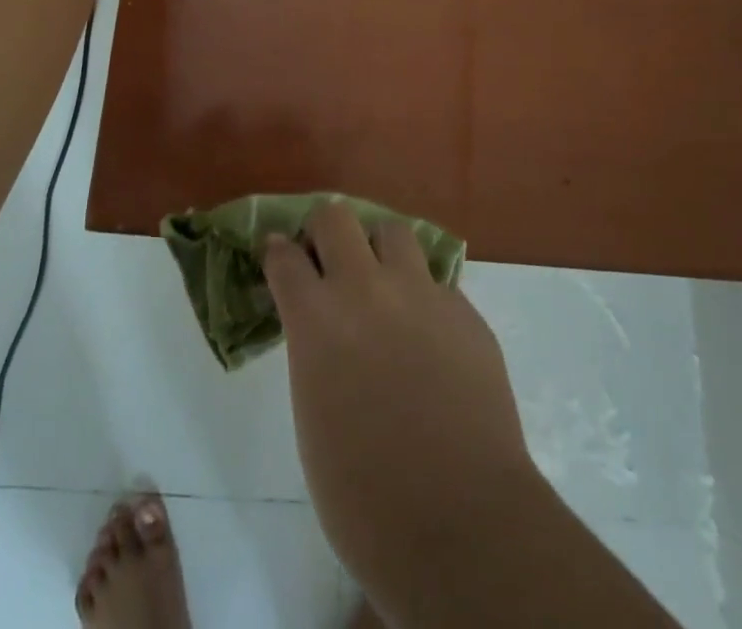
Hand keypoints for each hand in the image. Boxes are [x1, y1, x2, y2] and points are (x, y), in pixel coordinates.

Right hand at [263, 203, 538, 603]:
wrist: (461, 523)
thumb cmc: (363, 496)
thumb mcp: (312, 415)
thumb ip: (314, 352)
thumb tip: (325, 333)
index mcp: (316, 318)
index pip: (283, 255)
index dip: (278, 253)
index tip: (279, 258)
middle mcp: (365, 288)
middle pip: (335, 218)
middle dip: (324, 232)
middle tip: (328, 262)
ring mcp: (420, 293)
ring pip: (393, 231)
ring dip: (379, 250)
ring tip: (382, 283)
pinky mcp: (464, 311)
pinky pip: (436, 282)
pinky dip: (423, 296)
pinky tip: (427, 333)